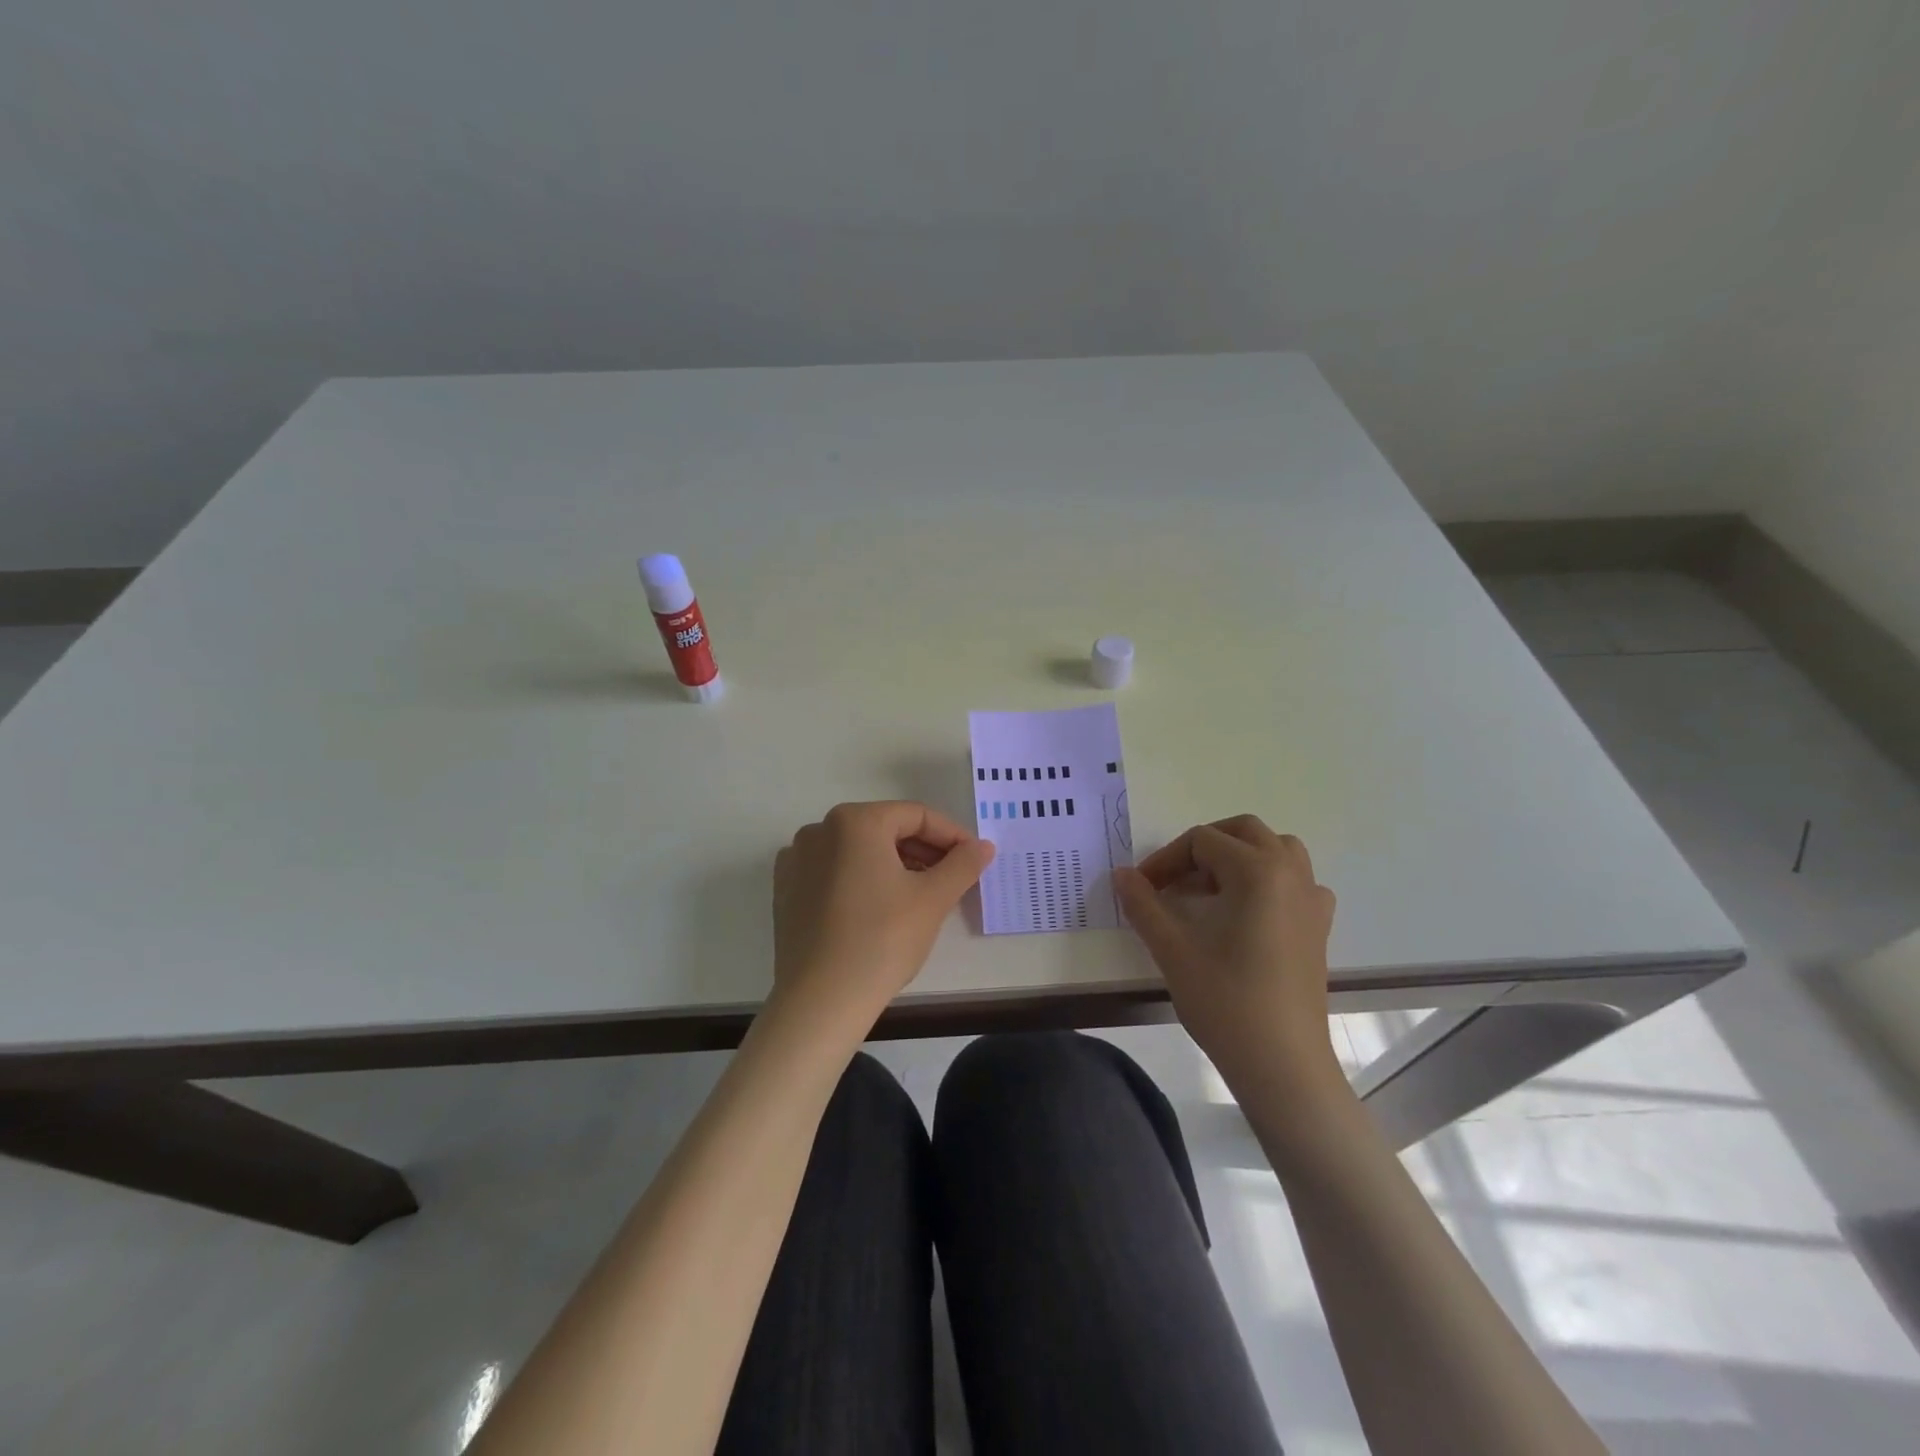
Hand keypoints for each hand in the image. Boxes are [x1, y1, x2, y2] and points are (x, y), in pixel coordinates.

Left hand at [773, 802, 995, 1026]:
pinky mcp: (786, 891)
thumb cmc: (882, 940)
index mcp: (854, 821)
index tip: (974, 859)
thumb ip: (963, 864)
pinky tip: (879, 909)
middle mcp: (819, 830)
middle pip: (885, 830)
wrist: (821, 1001)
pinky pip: (833, 873)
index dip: (952, 836)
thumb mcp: (933, 899)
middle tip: (952, 879)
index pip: (916, 816)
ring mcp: (797, 860)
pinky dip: (861, 880)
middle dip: (923, 851)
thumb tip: (983, 846)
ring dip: (894, 866)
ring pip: (858, 851)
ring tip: (921, 896)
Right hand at [1114, 815, 1341, 1094]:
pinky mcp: (1319, 928)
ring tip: (1208, 888)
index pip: (1201, 842)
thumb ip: (1143, 903)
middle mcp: (1291, 874)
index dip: (1165, 860)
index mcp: (1257, 871)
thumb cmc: (1225, 1001)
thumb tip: (1121, 874)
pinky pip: (1296, 882)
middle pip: (1243, 832)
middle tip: (1173, 878)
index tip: (1141, 888)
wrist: (1282, 1065)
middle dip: (1203, 846)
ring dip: (1239, 856)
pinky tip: (1248, 912)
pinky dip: (1269, 881)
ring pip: (1277, 850)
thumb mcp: (1172, 948)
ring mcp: (1312, 901)